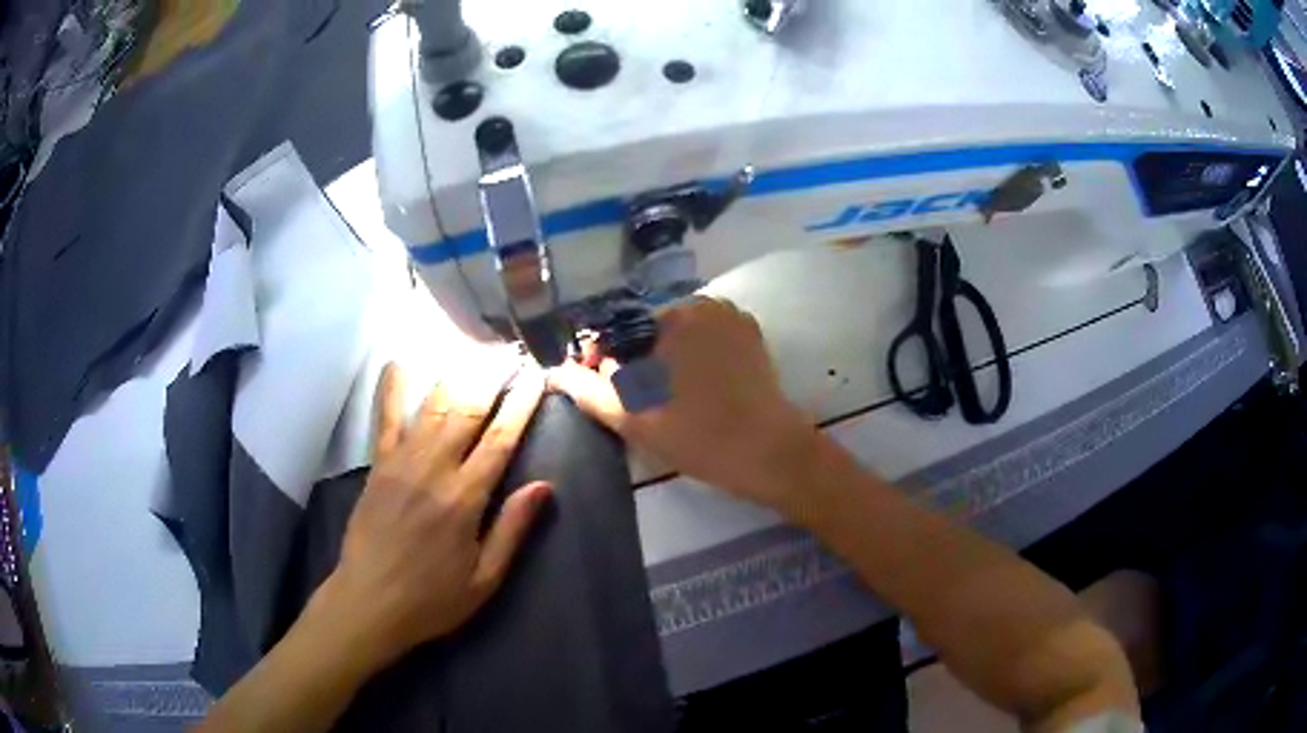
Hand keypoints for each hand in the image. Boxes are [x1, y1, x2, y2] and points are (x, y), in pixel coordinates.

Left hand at [309, 363, 550, 671]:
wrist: (369, 601)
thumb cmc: (432, 598)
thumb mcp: (485, 579)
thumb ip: (512, 529)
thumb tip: (544, 486)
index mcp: (465, 499)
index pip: (501, 439)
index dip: (521, 404)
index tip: (537, 376)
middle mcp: (434, 469)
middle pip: (468, 410)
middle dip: (492, 376)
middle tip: (511, 352)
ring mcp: (401, 462)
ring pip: (432, 406)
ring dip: (456, 374)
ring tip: (476, 350)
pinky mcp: (377, 466)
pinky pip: (385, 419)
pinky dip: (391, 389)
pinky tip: (399, 363)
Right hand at [548, 298, 816, 515]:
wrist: (769, 452)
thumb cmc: (698, 434)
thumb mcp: (632, 417)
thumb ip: (587, 390)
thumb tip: (555, 371)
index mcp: (671, 317)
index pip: (619, 330)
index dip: (604, 360)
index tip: (604, 391)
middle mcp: (702, 303)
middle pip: (649, 330)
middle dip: (636, 359)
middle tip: (638, 402)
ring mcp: (732, 316)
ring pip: (680, 334)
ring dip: (666, 359)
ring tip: (667, 399)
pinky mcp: (751, 335)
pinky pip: (707, 339)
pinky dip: (695, 357)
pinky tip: (696, 390)